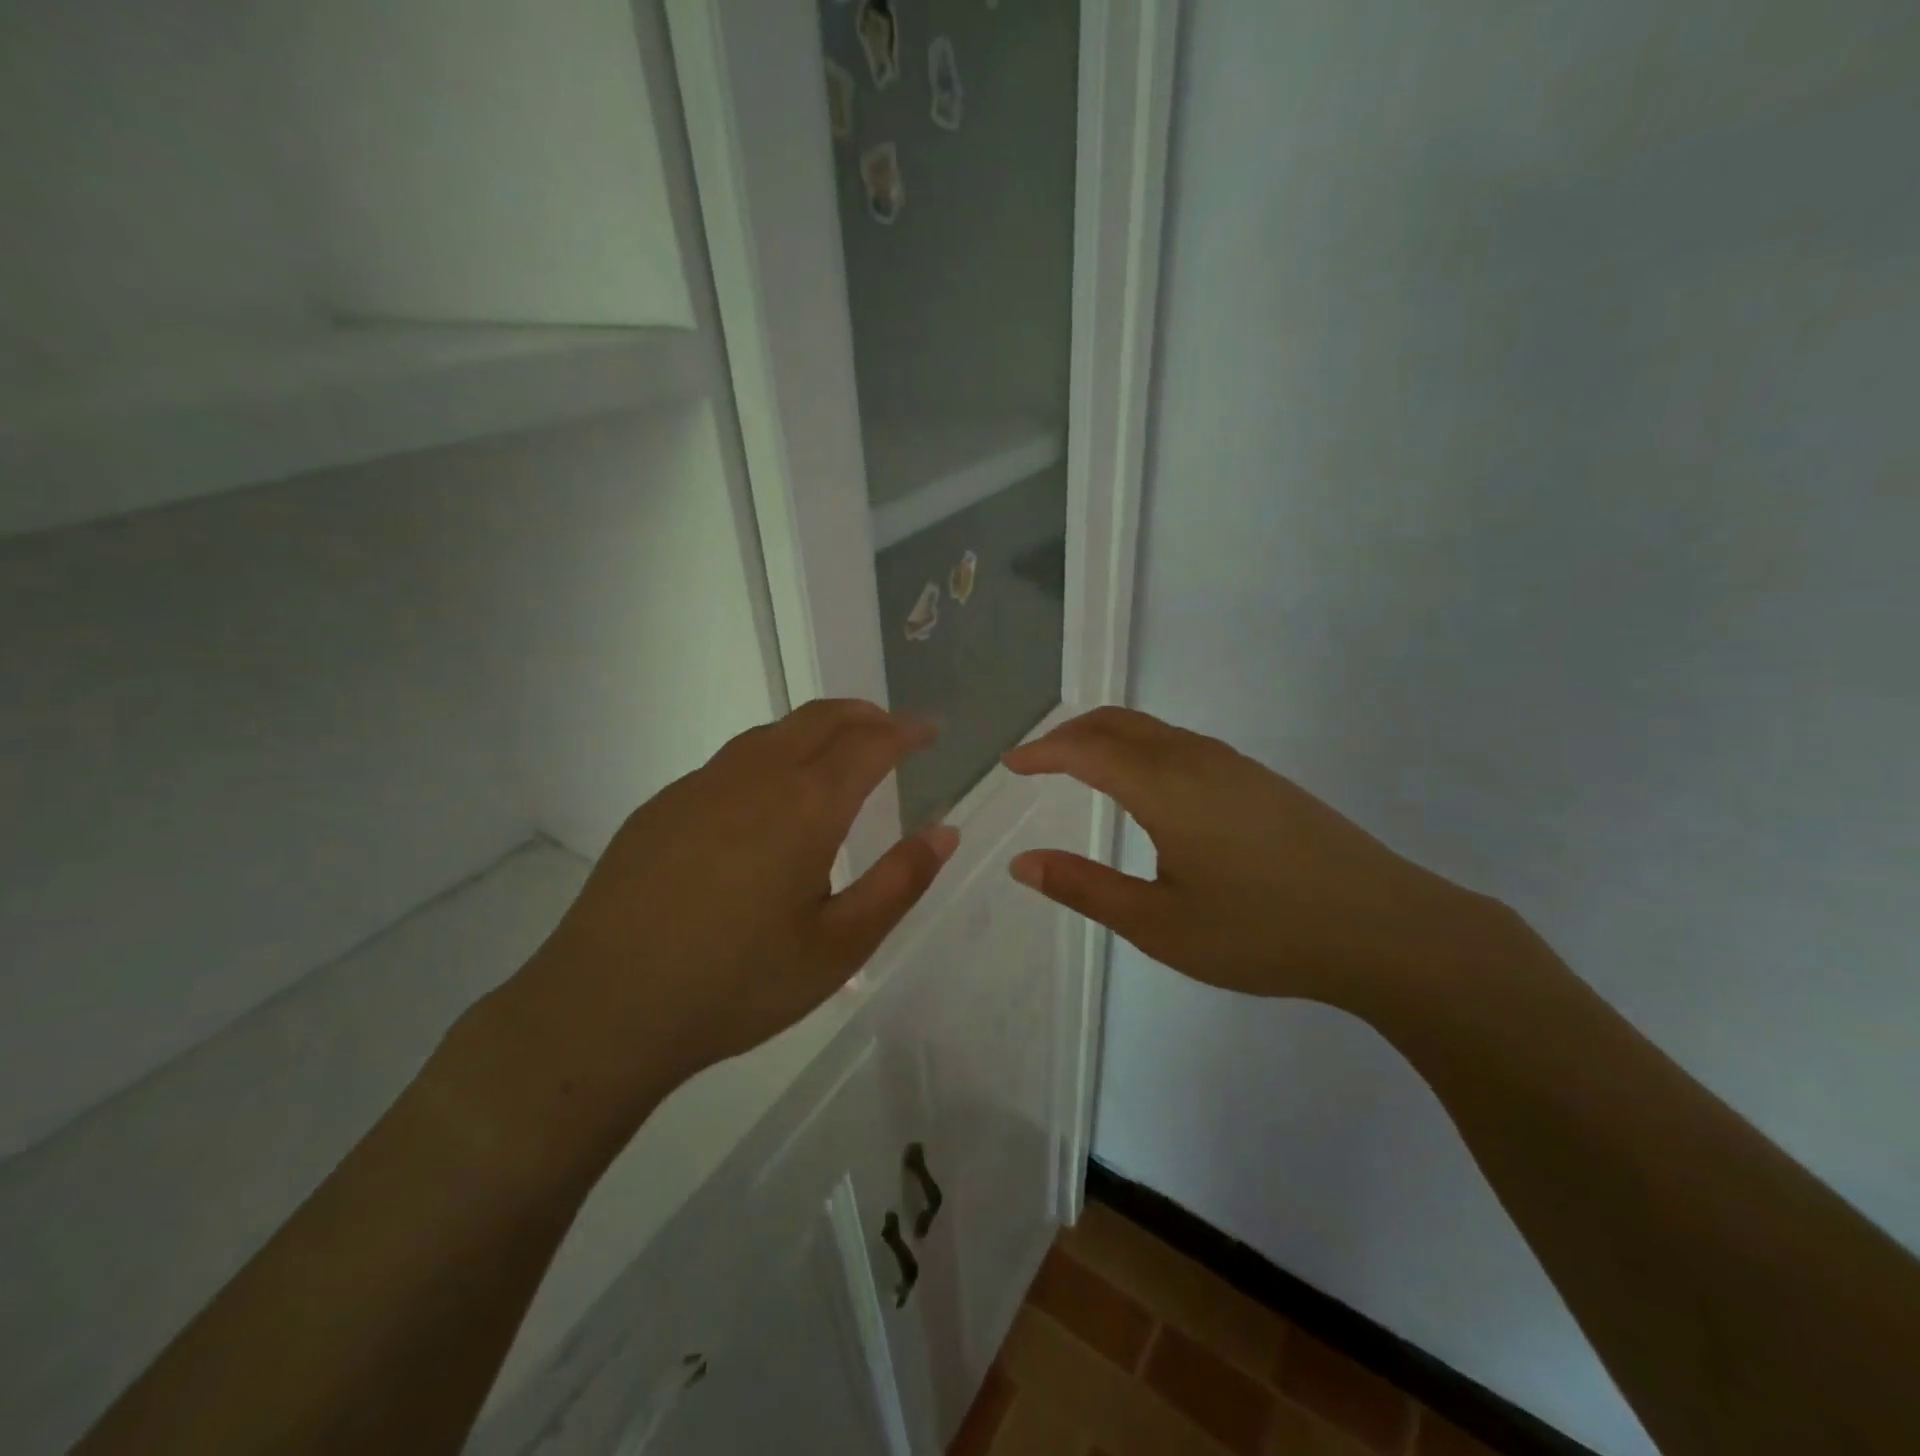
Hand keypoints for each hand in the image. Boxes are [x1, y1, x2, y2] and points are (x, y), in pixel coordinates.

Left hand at [508, 700, 956, 1128]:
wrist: (604, 1008)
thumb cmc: (738, 983)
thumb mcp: (839, 947)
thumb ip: (899, 882)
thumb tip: (944, 831)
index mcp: (806, 805)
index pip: (870, 743)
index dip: (907, 731)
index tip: (931, 730)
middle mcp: (755, 777)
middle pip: (820, 718)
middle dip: (864, 715)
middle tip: (891, 730)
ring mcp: (700, 786)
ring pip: (772, 733)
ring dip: (816, 730)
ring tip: (837, 755)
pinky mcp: (662, 806)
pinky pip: (731, 762)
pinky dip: (770, 757)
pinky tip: (765, 801)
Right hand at [1003, 707, 1482, 1012]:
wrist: (1386, 929)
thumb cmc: (1261, 931)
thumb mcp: (1159, 924)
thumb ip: (1085, 889)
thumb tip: (1023, 864)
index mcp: (1165, 786)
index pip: (1085, 749)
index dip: (1042, 752)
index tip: (1010, 764)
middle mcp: (1197, 759)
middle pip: (1119, 724)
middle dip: (1071, 734)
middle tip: (1038, 761)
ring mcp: (1236, 766)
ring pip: (1154, 730)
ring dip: (1108, 739)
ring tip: (1082, 768)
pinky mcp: (1261, 781)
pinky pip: (1183, 745)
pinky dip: (1142, 749)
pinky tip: (1148, 789)